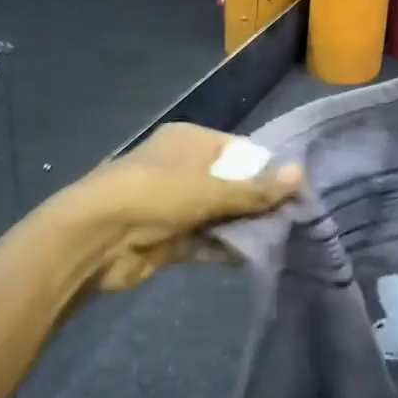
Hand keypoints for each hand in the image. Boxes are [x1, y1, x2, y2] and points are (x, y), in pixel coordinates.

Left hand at [71, 124, 301, 290]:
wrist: (95, 237)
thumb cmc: (156, 195)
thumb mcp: (211, 189)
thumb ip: (256, 189)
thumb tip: (302, 174)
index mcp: (191, 140)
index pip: (240, 151)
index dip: (267, 170)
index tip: (295, 193)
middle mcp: (183, 167)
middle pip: (231, 183)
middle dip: (257, 203)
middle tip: (291, 221)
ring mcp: (173, 203)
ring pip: (218, 213)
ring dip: (242, 227)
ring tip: (278, 240)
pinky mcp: (166, 236)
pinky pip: (203, 238)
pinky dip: (223, 246)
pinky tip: (251, 257)